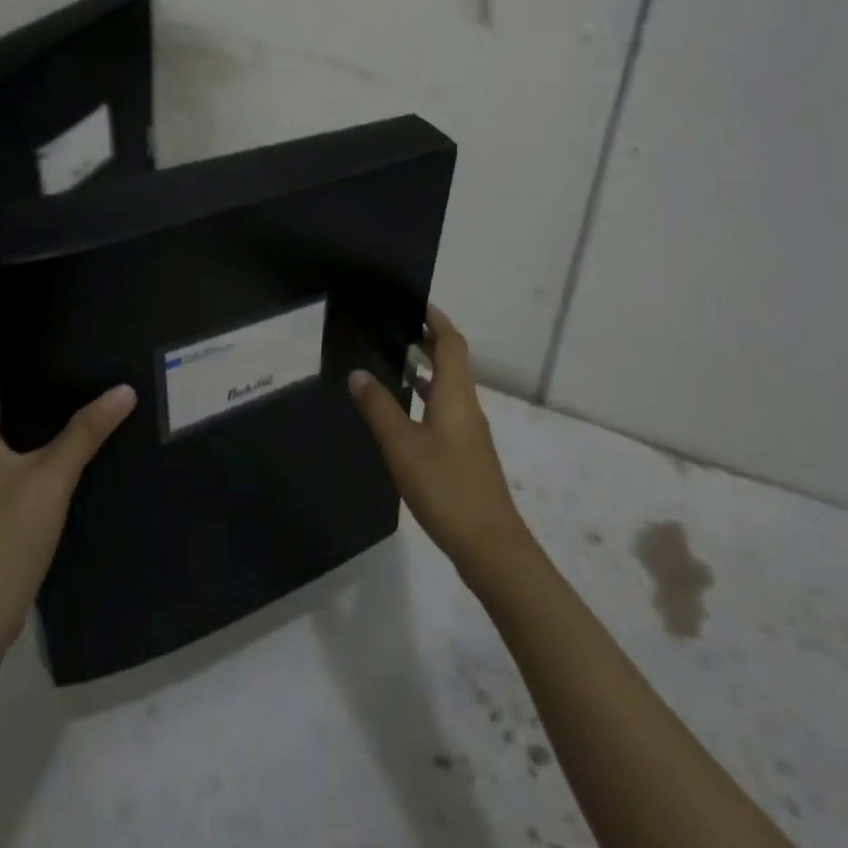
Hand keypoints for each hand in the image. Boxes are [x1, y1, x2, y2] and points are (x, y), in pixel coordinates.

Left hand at [0, 349, 134, 663]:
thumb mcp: (50, 480)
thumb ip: (86, 432)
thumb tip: (123, 389)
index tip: (34, 331)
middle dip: (20, 372)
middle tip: (69, 356)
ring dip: (27, 408)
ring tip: (76, 391)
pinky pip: (1, 455)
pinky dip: (28, 441)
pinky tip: (67, 444)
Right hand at [348, 305, 534, 591]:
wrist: (490, 545)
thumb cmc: (446, 486)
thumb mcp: (402, 445)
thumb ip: (379, 407)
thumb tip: (358, 372)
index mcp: (456, 394)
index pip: (451, 343)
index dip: (436, 320)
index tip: (414, 303)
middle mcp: (467, 405)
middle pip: (452, 361)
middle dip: (428, 340)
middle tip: (394, 327)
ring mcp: (469, 432)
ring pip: (448, 387)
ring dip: (426, 369)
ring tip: (393, 361)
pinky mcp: (466, 454)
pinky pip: (445, 409)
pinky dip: (426, 397)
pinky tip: (404, 413)